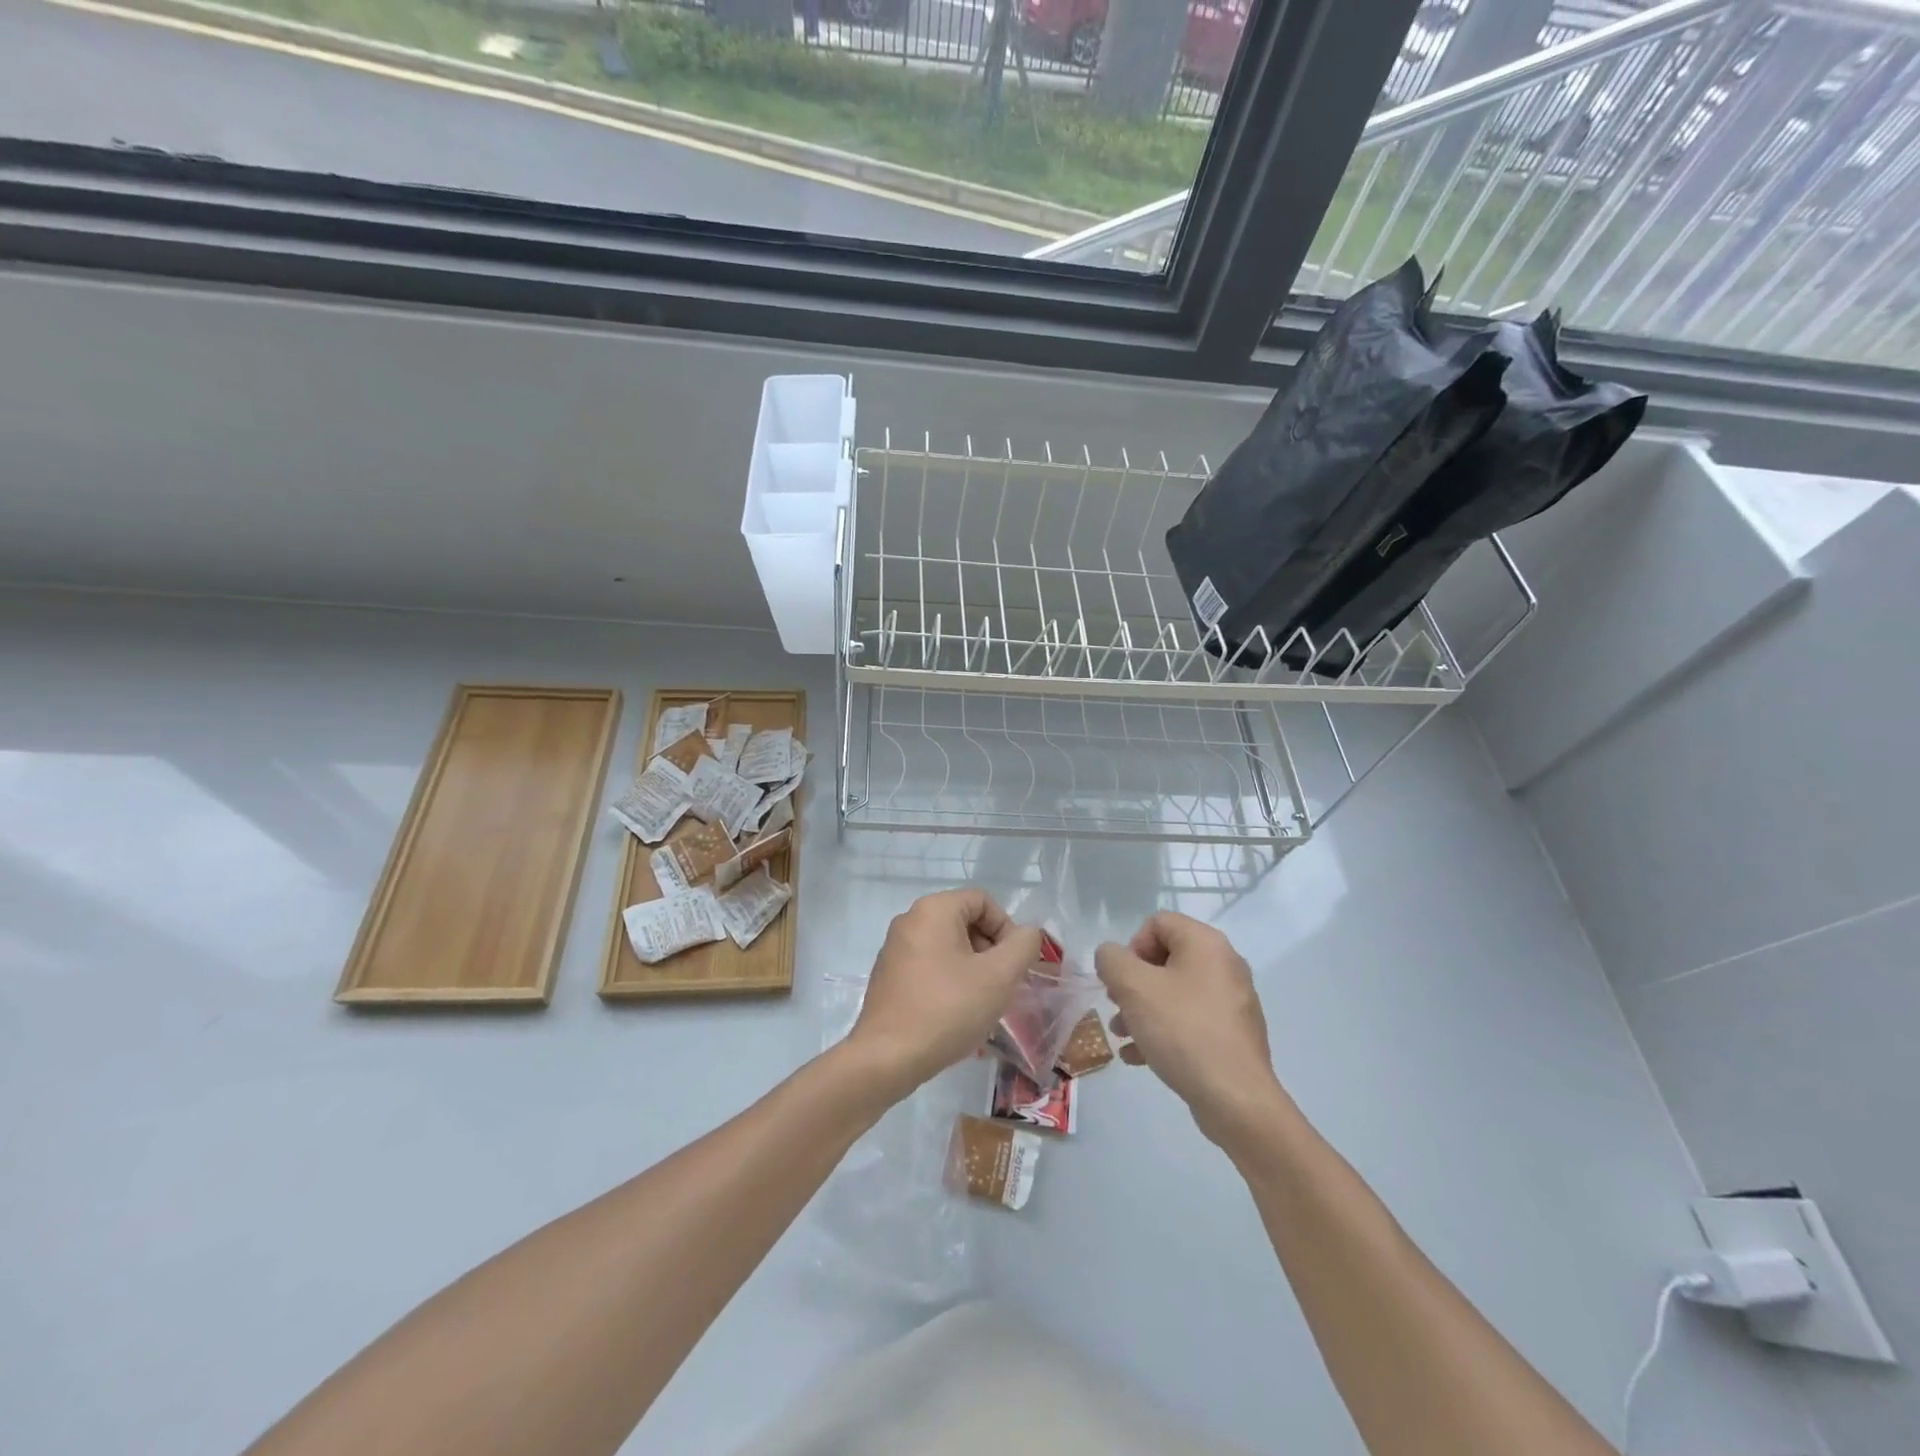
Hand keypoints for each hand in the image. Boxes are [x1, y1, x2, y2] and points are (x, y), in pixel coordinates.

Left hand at [847, 889, 1042, 1097]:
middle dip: (990, 950)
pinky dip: (949, 981)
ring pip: (948, 946)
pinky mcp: (888, 975)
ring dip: (972, 968)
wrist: (887, 1057)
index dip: (1007, 928)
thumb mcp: (1000, 976)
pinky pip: (929, 965)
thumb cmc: (948, 1009)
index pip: (983, 901)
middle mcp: (909, 920)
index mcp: (933, 909)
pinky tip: (955, 1013)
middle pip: (965, 922)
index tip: (1014, 964)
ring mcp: (894, 948)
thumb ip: (1023, 946)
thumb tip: (1026, 935)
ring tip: (981, 1003)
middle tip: (1001, 986)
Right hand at [1094, 912, 1291, 1148]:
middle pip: (1165, 958)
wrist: (1236, 1099)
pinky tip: (1140, 1058)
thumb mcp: (1133, 987)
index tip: (1121, 980)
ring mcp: (1232, 1002)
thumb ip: (1112, 960)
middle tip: (1117, 1006)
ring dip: (1143, 1009)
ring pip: (1175, 993)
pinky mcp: (1233, 1035)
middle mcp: (1224, 965)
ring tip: (1123, 1036)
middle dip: (1133, 983)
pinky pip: (1190, 1021)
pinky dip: (1164, 1031)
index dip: (1131, 946)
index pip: (1158, 923)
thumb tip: (1111, 957)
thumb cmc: (1182, 1030)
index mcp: (1206, 943)